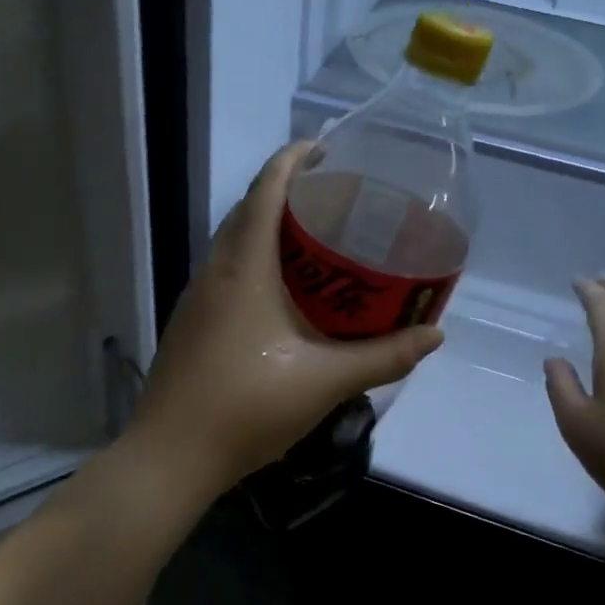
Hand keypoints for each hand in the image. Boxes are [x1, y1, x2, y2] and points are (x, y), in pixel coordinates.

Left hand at [127, 142, 443, 495]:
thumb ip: (383, 357)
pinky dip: (258, 263)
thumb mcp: (324, 382)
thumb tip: (434, 334)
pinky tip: (286, 294)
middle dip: (289, 192)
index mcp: (243, 268)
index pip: (265, 190)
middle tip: (338, 199)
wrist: (170, 456)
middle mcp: (215, 272)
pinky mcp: (193, 324)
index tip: (329, 148)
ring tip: (319, 241)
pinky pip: (229, 273)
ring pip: (235, 243)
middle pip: (249, 210)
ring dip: (271, 229)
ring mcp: (198, 298)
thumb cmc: (245, 408)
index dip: (294, 159)